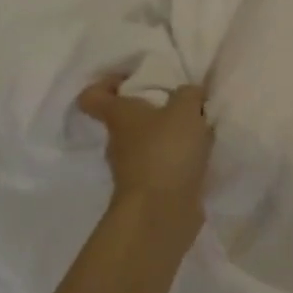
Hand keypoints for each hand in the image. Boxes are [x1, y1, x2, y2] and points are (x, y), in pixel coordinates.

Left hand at [77, 79, 213, 235]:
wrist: (162, 212)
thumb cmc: (166, 152)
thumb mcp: (185, 110)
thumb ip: (188, 95)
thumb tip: (189, 94)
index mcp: (119, 116)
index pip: (92, 96)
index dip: (106, 83)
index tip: (130, 79)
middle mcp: (118, 141)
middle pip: (125, 119)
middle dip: (150, 109)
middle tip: (179, 104)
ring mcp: (131, 169)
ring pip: (146, 143)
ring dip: (167, 137)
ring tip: (197, 131)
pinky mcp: (149, 189)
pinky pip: (162, 166)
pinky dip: (177, 160)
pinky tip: (200, 156)